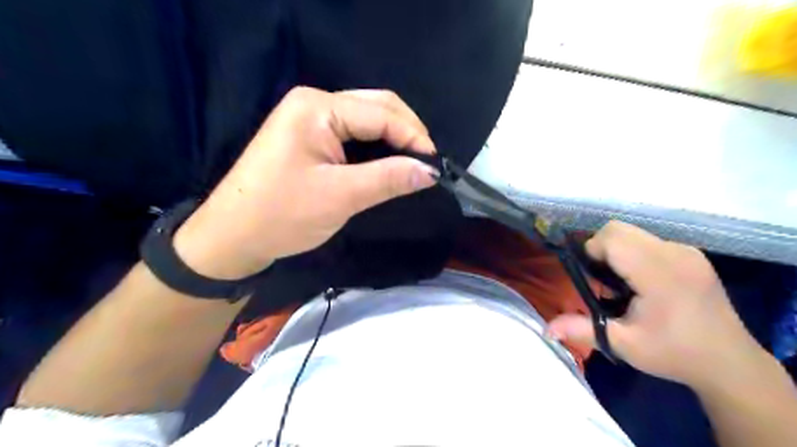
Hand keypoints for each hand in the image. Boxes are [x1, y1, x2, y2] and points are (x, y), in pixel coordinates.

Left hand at [171, 87, 438, 278]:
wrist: (232, 237)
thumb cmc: (282, 214)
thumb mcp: (341, 196)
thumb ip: (389, 178)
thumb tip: (432, 171)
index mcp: (318, 107)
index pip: (381, 113)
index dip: (414, 137)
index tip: (437, 165)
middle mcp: (314, 103)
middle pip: (376, 107)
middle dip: (407, 132)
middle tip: (428, 163)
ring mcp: (310, 119)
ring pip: (367, 120)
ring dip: (393, 139)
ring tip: (414, 164)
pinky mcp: (310, 137)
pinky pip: (354, 134)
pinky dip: (376, 147)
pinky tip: (389, 162)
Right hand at [545, 221, 761, 388]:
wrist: (729, 363)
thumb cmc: (674, 354)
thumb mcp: (624, 345)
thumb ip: (583, 330)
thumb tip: (547, 328)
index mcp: (660, 274)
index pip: (612, 239)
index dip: (592, 252)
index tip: (592, 279)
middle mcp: (675, 253)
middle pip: (619, 229)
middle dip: (600, 248)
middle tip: (603, 280)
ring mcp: (687, 251)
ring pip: (633, 231)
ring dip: (616, 249)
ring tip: (622, 281)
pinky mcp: (692, 253)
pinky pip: (648, 239)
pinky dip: (633, 251)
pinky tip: (641, 280)